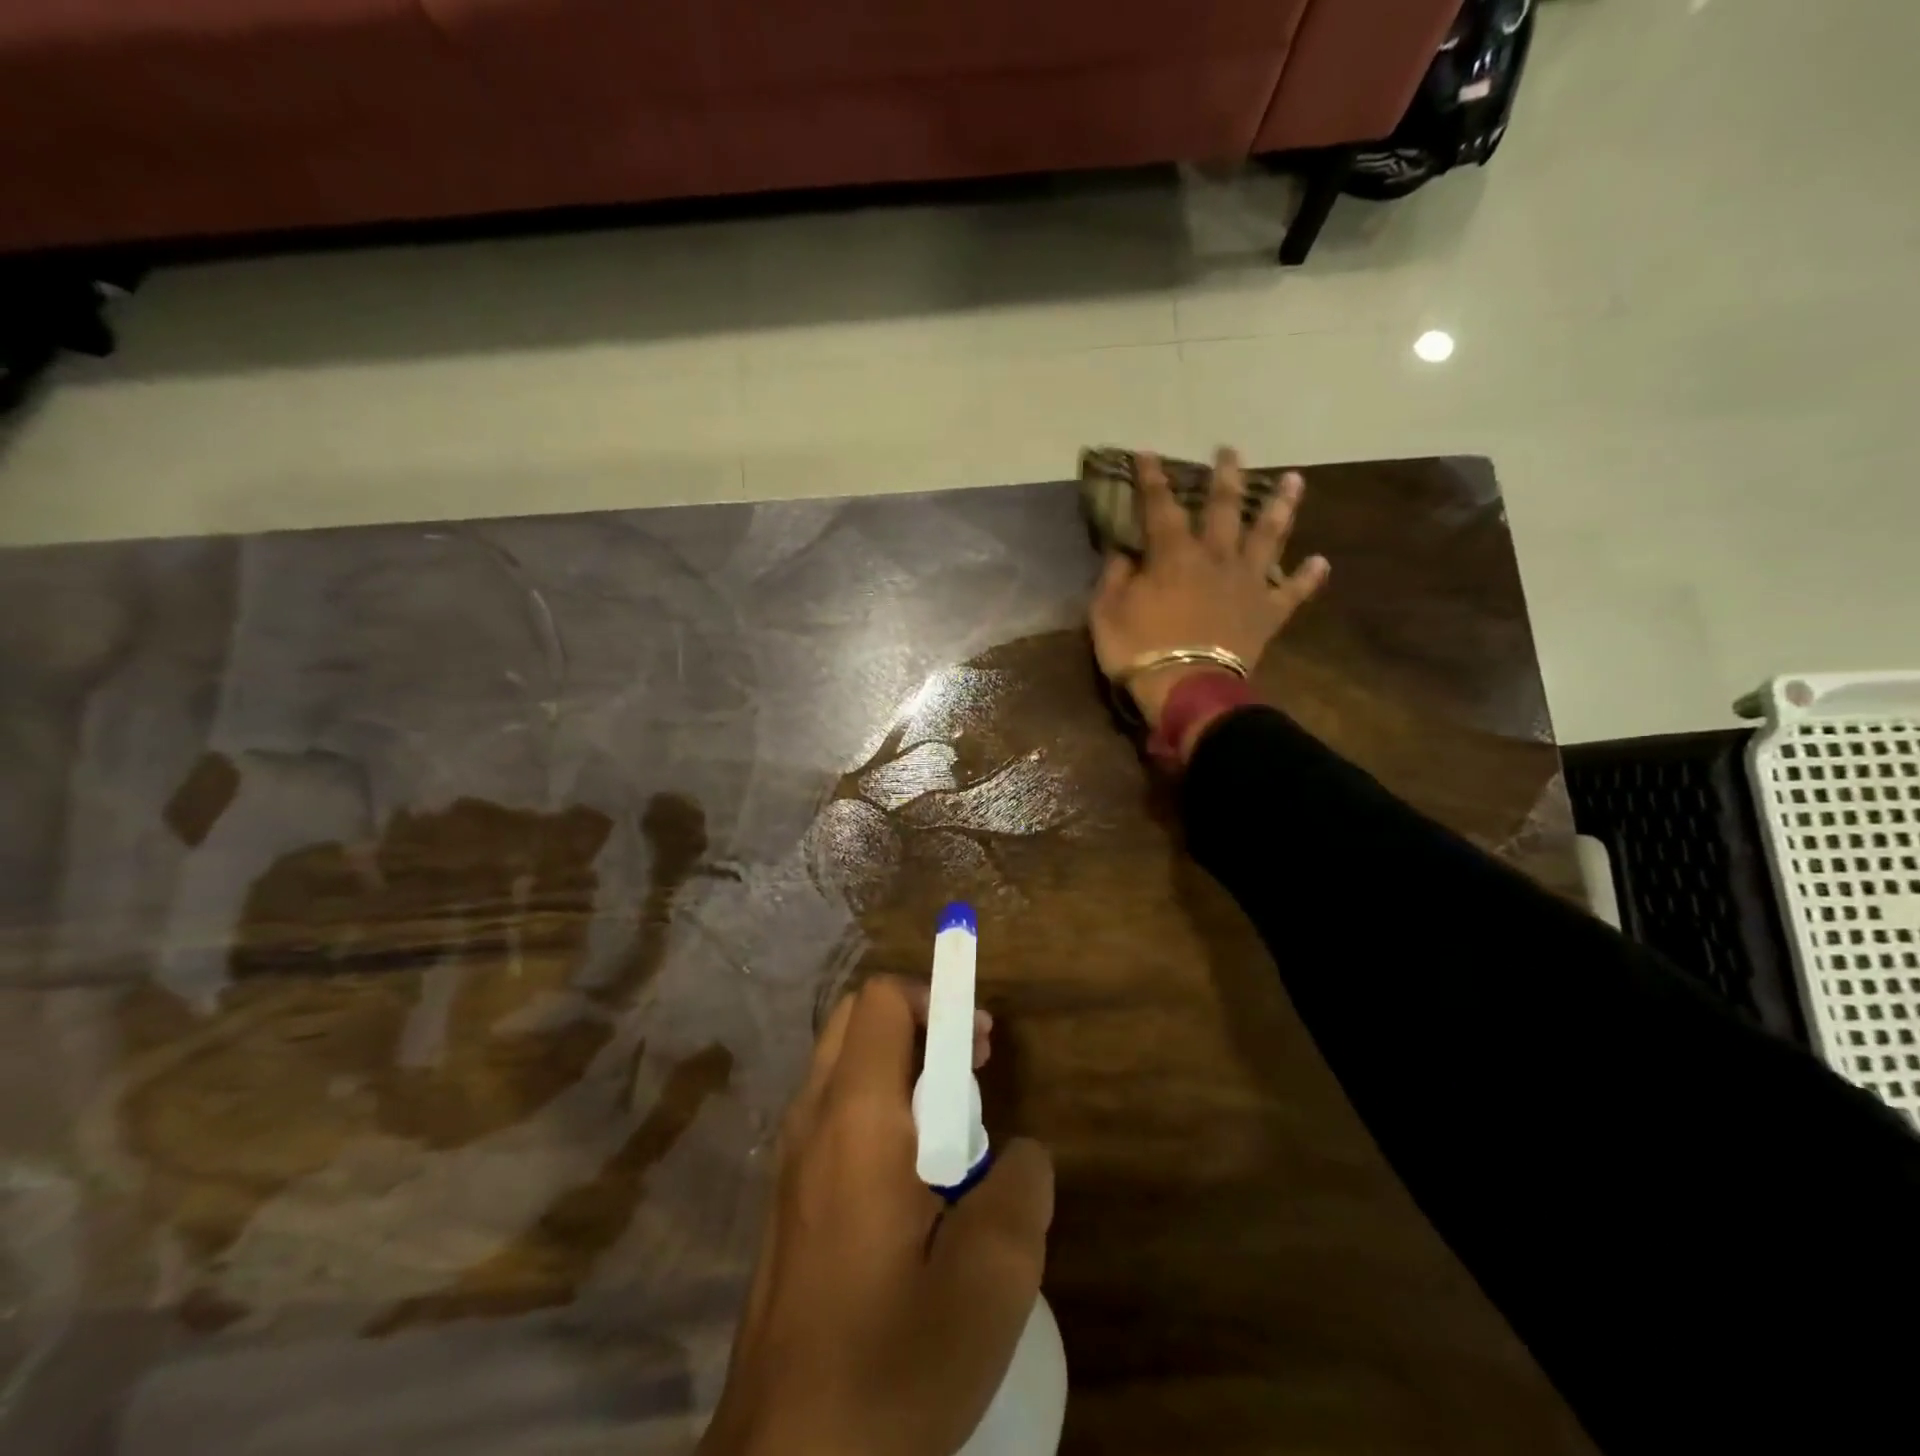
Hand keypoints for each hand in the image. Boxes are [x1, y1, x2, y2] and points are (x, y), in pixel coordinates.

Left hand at [701, 977, 1053, 1455]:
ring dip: (899, 1070)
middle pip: (857, 1020)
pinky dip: (876, 1110)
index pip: (883, 1000)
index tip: (981, 1046)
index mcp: (855, 1117)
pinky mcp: (786, 1196)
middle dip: (920, 1026)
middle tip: (968, 1079)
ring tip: (948, 1137)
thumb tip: (1019, 1151)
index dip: (937, 998)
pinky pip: (833, 1113)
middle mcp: (811, 1118)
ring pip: (843, 1065)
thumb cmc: (891, 1364)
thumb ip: (1022, 1188)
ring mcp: (789, 1158)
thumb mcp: (992, 1281)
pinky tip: (910, 1186)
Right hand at [1089, 448, 1328, 736]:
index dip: (1152, 478)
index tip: (1148, 453)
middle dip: (1226, 477)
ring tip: (1294, 480)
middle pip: (1225, 508)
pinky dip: (1307, 578)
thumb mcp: (1106, 612)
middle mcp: (1216, 557)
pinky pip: (1293, 592)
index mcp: (1174, 554)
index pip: (1160, 506)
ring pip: (1269, 536)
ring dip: (1282, 507)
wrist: (1186, 689)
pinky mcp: (1267, 613)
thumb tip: (1123, 553)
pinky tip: (1322, 562)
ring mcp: (1247, 583)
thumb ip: (1113, 577)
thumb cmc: (1139, 649)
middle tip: (1231, 451)